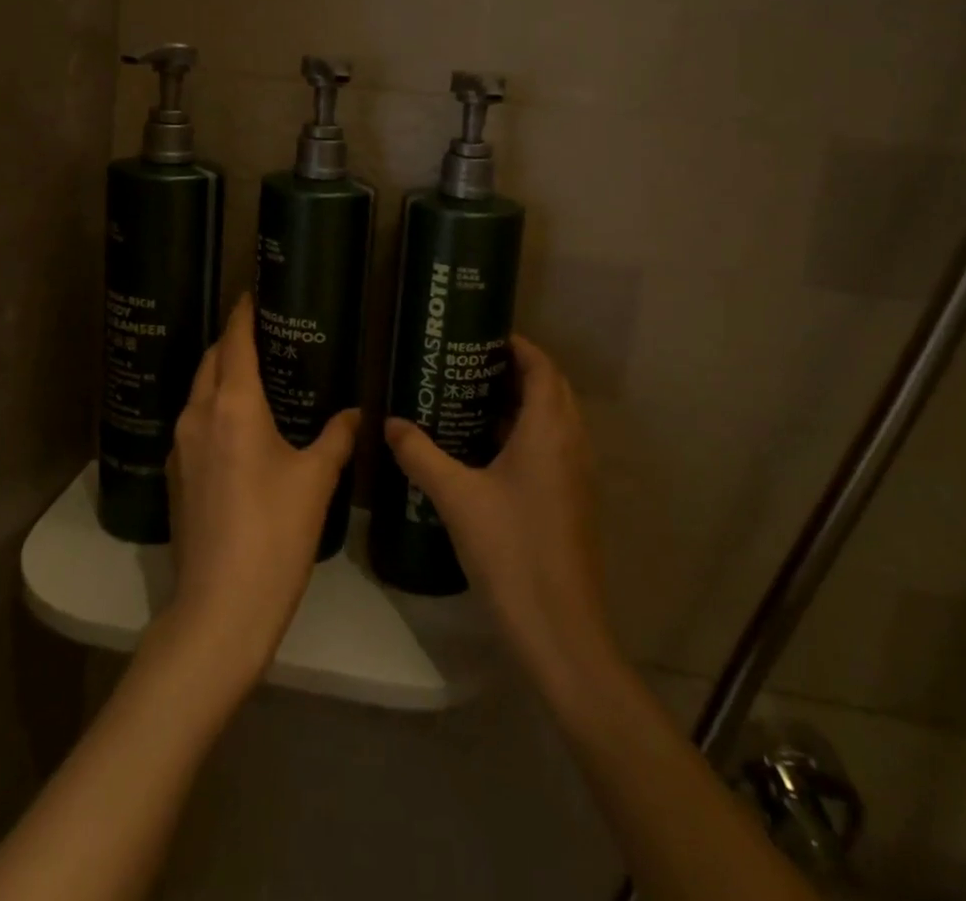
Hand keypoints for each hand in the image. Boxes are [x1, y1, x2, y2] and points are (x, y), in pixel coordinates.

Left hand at [161, 294, 359, 685]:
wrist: (220, 608)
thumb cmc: (275, 533)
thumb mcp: (316, 481)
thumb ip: (337, 438)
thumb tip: (356, 413)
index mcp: (233, 405)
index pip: (235, 342)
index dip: (243, 314)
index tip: (253, 293)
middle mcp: (198, 415)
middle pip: (211, 360)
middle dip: (232, 341)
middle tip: (264, 334)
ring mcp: (181, 446)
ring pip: (199, 391)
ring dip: (221, 375)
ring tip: (256, 375)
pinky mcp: (176, 475)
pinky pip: (194, 421)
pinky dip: (214, 407)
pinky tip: (239, 425)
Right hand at [383, 333, 615, 694]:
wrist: (560, 629)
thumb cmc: (510, 550)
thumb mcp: (456, 497)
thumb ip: (420, 454)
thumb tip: (389, 423)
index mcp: (549, 430)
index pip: (542, 367)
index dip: (517, 346)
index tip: (480, 336)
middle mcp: (570, 443)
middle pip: (550, 388)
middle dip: (515, 370)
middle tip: (467, 365)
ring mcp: (576, 474)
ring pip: (553, 419)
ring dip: (520, 403)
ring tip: (470, 398)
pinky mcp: (571, 500)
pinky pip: (551, 447)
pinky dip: (524, 433)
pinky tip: (484, 449)